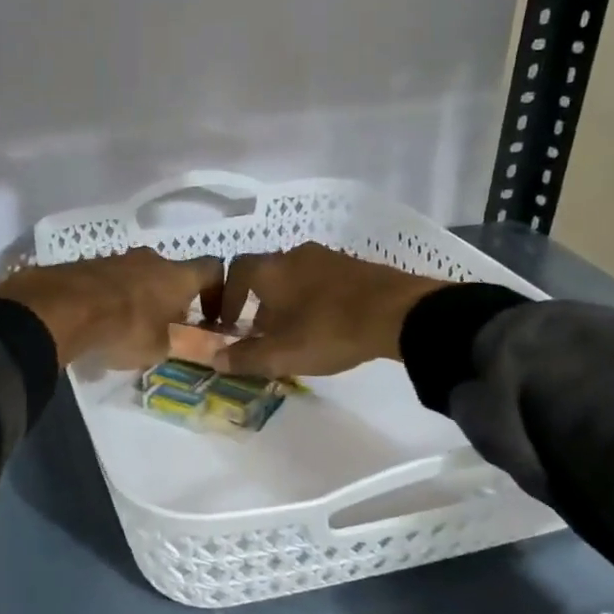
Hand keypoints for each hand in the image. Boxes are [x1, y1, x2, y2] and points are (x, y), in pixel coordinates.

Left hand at [0, 248, 222, 369]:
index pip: (213, 269)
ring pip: (140, 275)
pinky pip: (110, 280)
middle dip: (173, 298)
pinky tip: (101, 321)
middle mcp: (151, 259)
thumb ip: (176, 342)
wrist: (61, 308)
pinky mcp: (87, 264)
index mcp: (177, 275)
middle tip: (166, 327)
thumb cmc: (124, 329)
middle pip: (172, 273)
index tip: (211, 316)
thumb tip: (182, 341)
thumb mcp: (159, 349)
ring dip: (141, 297)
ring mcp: (117, 258)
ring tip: (129, 327)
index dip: (218, 291)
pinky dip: (112, 297)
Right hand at [213, 242, 444, 378]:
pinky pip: (321, 281)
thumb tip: (215, 359)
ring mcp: (328, 258)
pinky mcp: (355, 266)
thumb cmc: (328, 330)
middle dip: (258, 302)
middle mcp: (295, 255)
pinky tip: (324, 323)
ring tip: (292, 331)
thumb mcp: (281, 354)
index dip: (227, 297)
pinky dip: (312, 299)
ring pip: (294, 277)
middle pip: (266, 274)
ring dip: (286, 302)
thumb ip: (244, 357)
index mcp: (271, 269)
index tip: (229, 323)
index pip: (235, 271)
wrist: (398, 313)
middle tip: (260, 332)